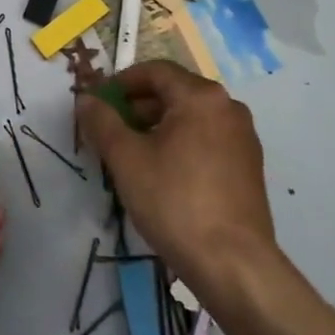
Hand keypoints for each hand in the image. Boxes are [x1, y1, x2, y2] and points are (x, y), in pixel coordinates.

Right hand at [76, 61, 275, 293]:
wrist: (232, 263)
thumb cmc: (174, 201)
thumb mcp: (126, 159)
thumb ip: (102, 121)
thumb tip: (86, 98)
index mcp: (201, 97)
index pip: (155, 71)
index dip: (120, 82)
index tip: (97, 103)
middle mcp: (228, 108)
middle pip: (174, 92)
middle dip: (137, 106)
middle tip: (108, 130)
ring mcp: (243, 137)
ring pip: (190, 118)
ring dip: (156, 126)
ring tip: (130, 154)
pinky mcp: (248, 166)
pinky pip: (206, 139)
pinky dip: (179, 143)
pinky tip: (161, 173)